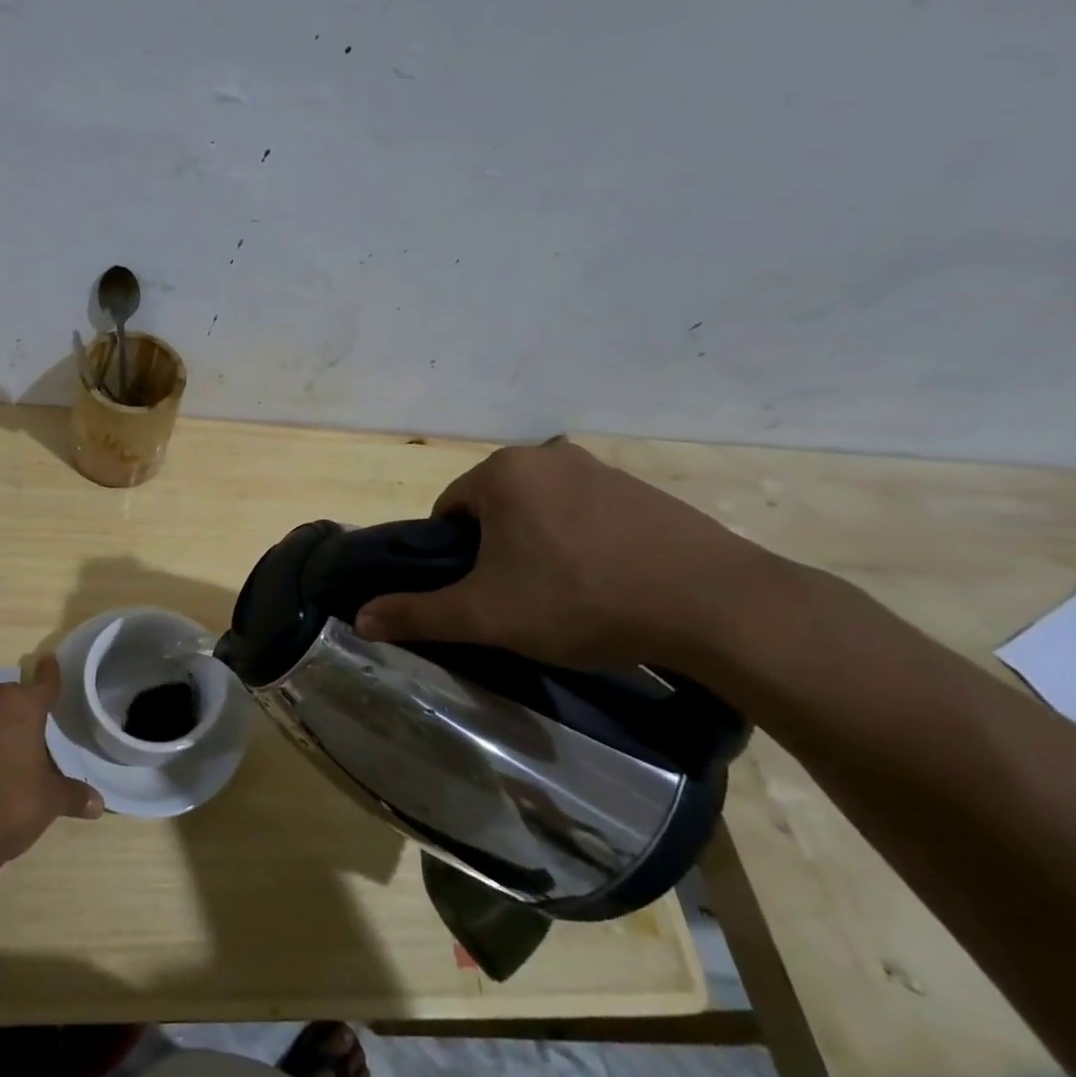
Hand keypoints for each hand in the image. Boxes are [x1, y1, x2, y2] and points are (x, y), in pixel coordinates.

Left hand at [0, 656, 102, 861]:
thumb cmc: (8, 806)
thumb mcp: (48, 802)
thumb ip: (72, 796)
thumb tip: (97, 804)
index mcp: (20, 708)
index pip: (42, 684)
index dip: (49, 674)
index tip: (48, 660)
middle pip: (6, 698)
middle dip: (16, 712)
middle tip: (26, 736)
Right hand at [354, 438, 780, 670]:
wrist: (716, 606)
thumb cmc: (580, 600)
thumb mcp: (486, 615)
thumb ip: (417, 613)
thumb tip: (359, 620)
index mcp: (503, 472)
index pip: (449, 510)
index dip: (453, 556)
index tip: (477, 593)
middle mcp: (548, 456)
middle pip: (495, 507)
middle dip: (495, 549)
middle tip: (518, 599)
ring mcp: (602, 469)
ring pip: (542, 510)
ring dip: (538, 546)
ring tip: (564, 596)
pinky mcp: (645, 491)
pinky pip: (588, 514)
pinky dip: (583, 543)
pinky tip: (606, 583)